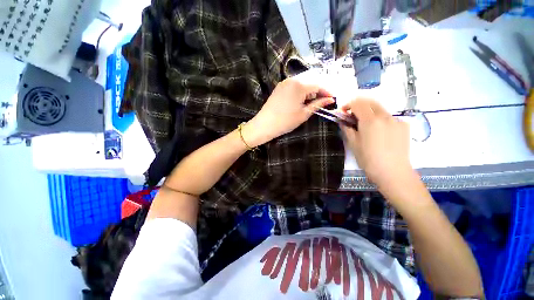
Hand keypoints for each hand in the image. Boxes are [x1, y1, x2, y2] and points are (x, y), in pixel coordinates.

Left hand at [242, 78, 334, 146]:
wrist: (265, 124)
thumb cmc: (286, 121)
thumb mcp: (304, 114)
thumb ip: (318, 104)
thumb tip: (330, 100)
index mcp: (300, 85)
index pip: (318, 85)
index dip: (327, 92)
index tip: (333, 98)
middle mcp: (292, 79)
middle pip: (310, 81)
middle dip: (319, 90)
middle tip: (324, 100)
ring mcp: (284, 82)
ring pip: (302, 82)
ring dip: (310, 90)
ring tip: (314, 100)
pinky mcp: (279, 87)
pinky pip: (294, 85)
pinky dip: (301, 90)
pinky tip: (303, 98)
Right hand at [340, 98, 413, 188]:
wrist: (393, 172)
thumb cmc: (368, 159)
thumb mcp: (353, 144)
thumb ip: (347, 129)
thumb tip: (342, 121)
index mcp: (370, 120)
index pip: (358, 103)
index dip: (348, 105)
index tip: (343, 113)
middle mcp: (384, 116)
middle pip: (370, 101)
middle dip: (358, 105)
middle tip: (352, 116)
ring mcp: (396, 120)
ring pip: (380, 108)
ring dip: (369, 112)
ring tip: (365, 126)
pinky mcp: (404, 125)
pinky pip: (388, 117)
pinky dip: (380, 119)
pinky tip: (379, 132)